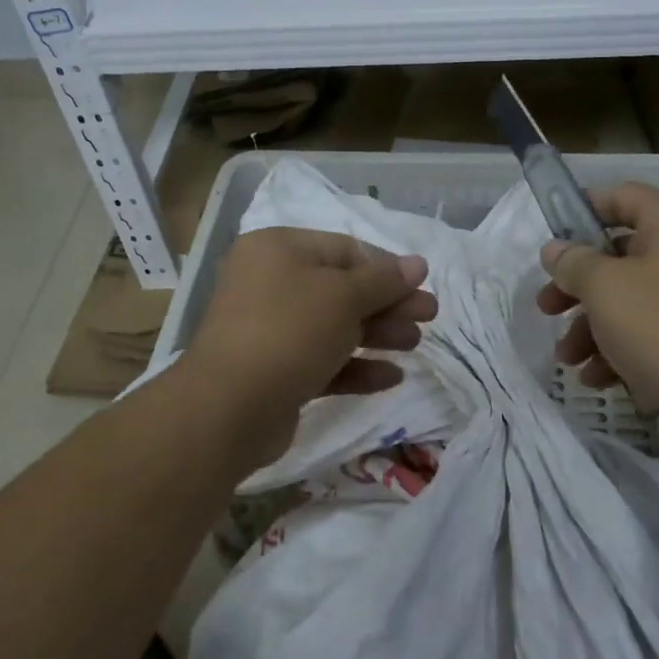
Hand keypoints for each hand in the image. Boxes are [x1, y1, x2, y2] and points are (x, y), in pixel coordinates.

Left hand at [186, 227, 438, 467]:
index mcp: (278, 250)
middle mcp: (270, 283)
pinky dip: (355, 366)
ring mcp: (269, 329)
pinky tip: (391, 377)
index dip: (387, 267)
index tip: (422, 285)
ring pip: (334, 325)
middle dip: (388, 303)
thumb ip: (384, 281)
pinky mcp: (274, 371)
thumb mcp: (343, 297)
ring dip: (377, 334)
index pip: (345, 250)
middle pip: (342, 288)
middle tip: (429, 316)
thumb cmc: (289, 332)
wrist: (229, 409)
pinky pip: (322, 360)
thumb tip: (418, 263)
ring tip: (414, 344)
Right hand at [537, 184, 658, 438]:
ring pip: (628, 299)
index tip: (549, 240)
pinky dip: (618, 350)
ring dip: (591, 327)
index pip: (619, 196)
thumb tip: (555, 250)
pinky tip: (597, 379)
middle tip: (546, 308)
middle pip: (617, 255)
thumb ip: (573, 263)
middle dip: (576, 286)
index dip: (580, 211)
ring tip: (568, 358)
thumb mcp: (605, 288)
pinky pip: (648, 333)